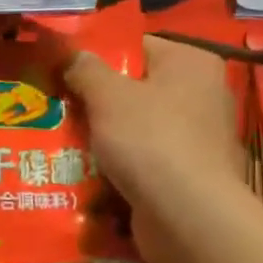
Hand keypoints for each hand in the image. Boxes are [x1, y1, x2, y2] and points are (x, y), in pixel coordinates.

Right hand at [64, 38, 251, 262]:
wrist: (187, 215)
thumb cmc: (149, 140)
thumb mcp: (108, 95)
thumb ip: (86, 69)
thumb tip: (73, 55)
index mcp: (192, 63)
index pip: (138, 46)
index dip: (98, 57)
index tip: (65, 73)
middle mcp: (204, 94)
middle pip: (137, 89)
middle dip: (98, 102)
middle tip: (59, 109)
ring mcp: (200, 138)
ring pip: (138, 128)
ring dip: (106, 138)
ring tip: (65, 144)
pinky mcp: (191, 175)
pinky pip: (146, 161)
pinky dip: (122, 167)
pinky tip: (91, 175)